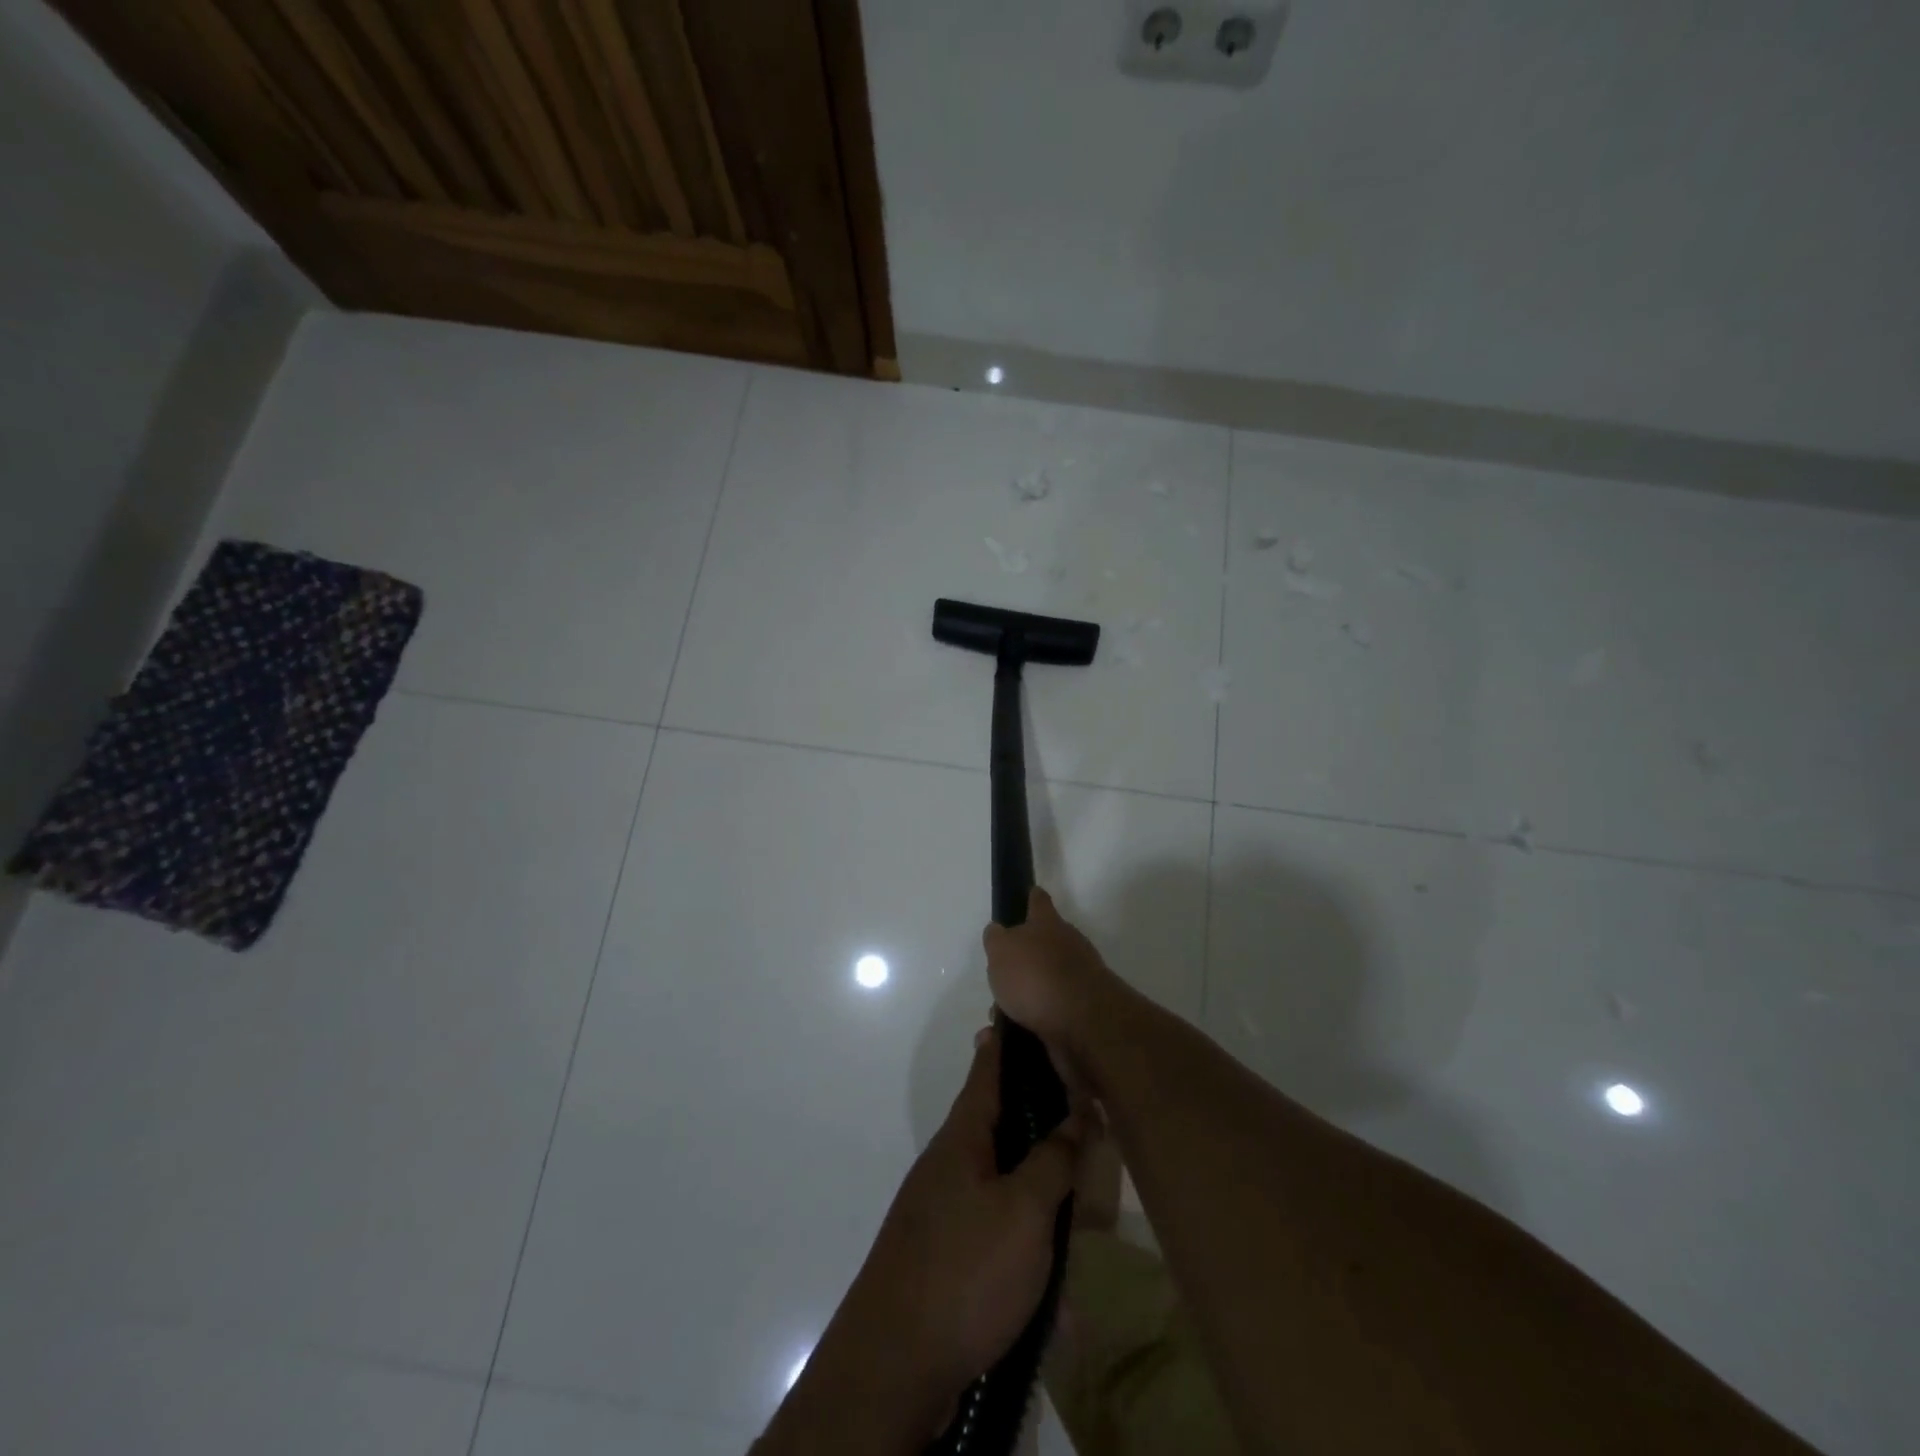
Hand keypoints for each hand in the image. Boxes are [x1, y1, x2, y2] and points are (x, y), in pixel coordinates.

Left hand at [843, 1025, 1080, 1404]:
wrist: (894, 1365)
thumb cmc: (964, 1270)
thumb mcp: (1024, 1211)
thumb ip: (1054, 1158)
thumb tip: (1079, 1110)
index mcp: (964, 1135)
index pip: (988, 1067)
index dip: (1009, 1038)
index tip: (1026, 1009)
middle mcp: (952, 1160)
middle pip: (1002, 1119)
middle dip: (1041, 1113)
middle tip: (1085, 1109)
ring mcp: (947, 1205)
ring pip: (1005, 1173)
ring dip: (1040, 1179)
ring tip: (1081, 1190)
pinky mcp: (950, 1249)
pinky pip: (998, 1220)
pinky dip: (1028, 1229)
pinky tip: (1055, 1268)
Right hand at [982, 887, 1114, 1056]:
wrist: (1082, 1022)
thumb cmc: (1035, 976)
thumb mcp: (1001, 950)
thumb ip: (997, 939)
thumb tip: (998, 931)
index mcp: (1048, 924)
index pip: (1039, 901)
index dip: (1031, 898)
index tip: (1029, 894)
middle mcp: (1068, 945)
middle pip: (1044, 944)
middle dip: (1024, 960)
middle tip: (1001, 977)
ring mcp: (1080, 978)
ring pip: (1046, 981)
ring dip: (1026, 995)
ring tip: (1002, 1015)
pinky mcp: (1082, 1011)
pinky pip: (1051, 1011)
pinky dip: (1035, 1019)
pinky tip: (1017, 1032)